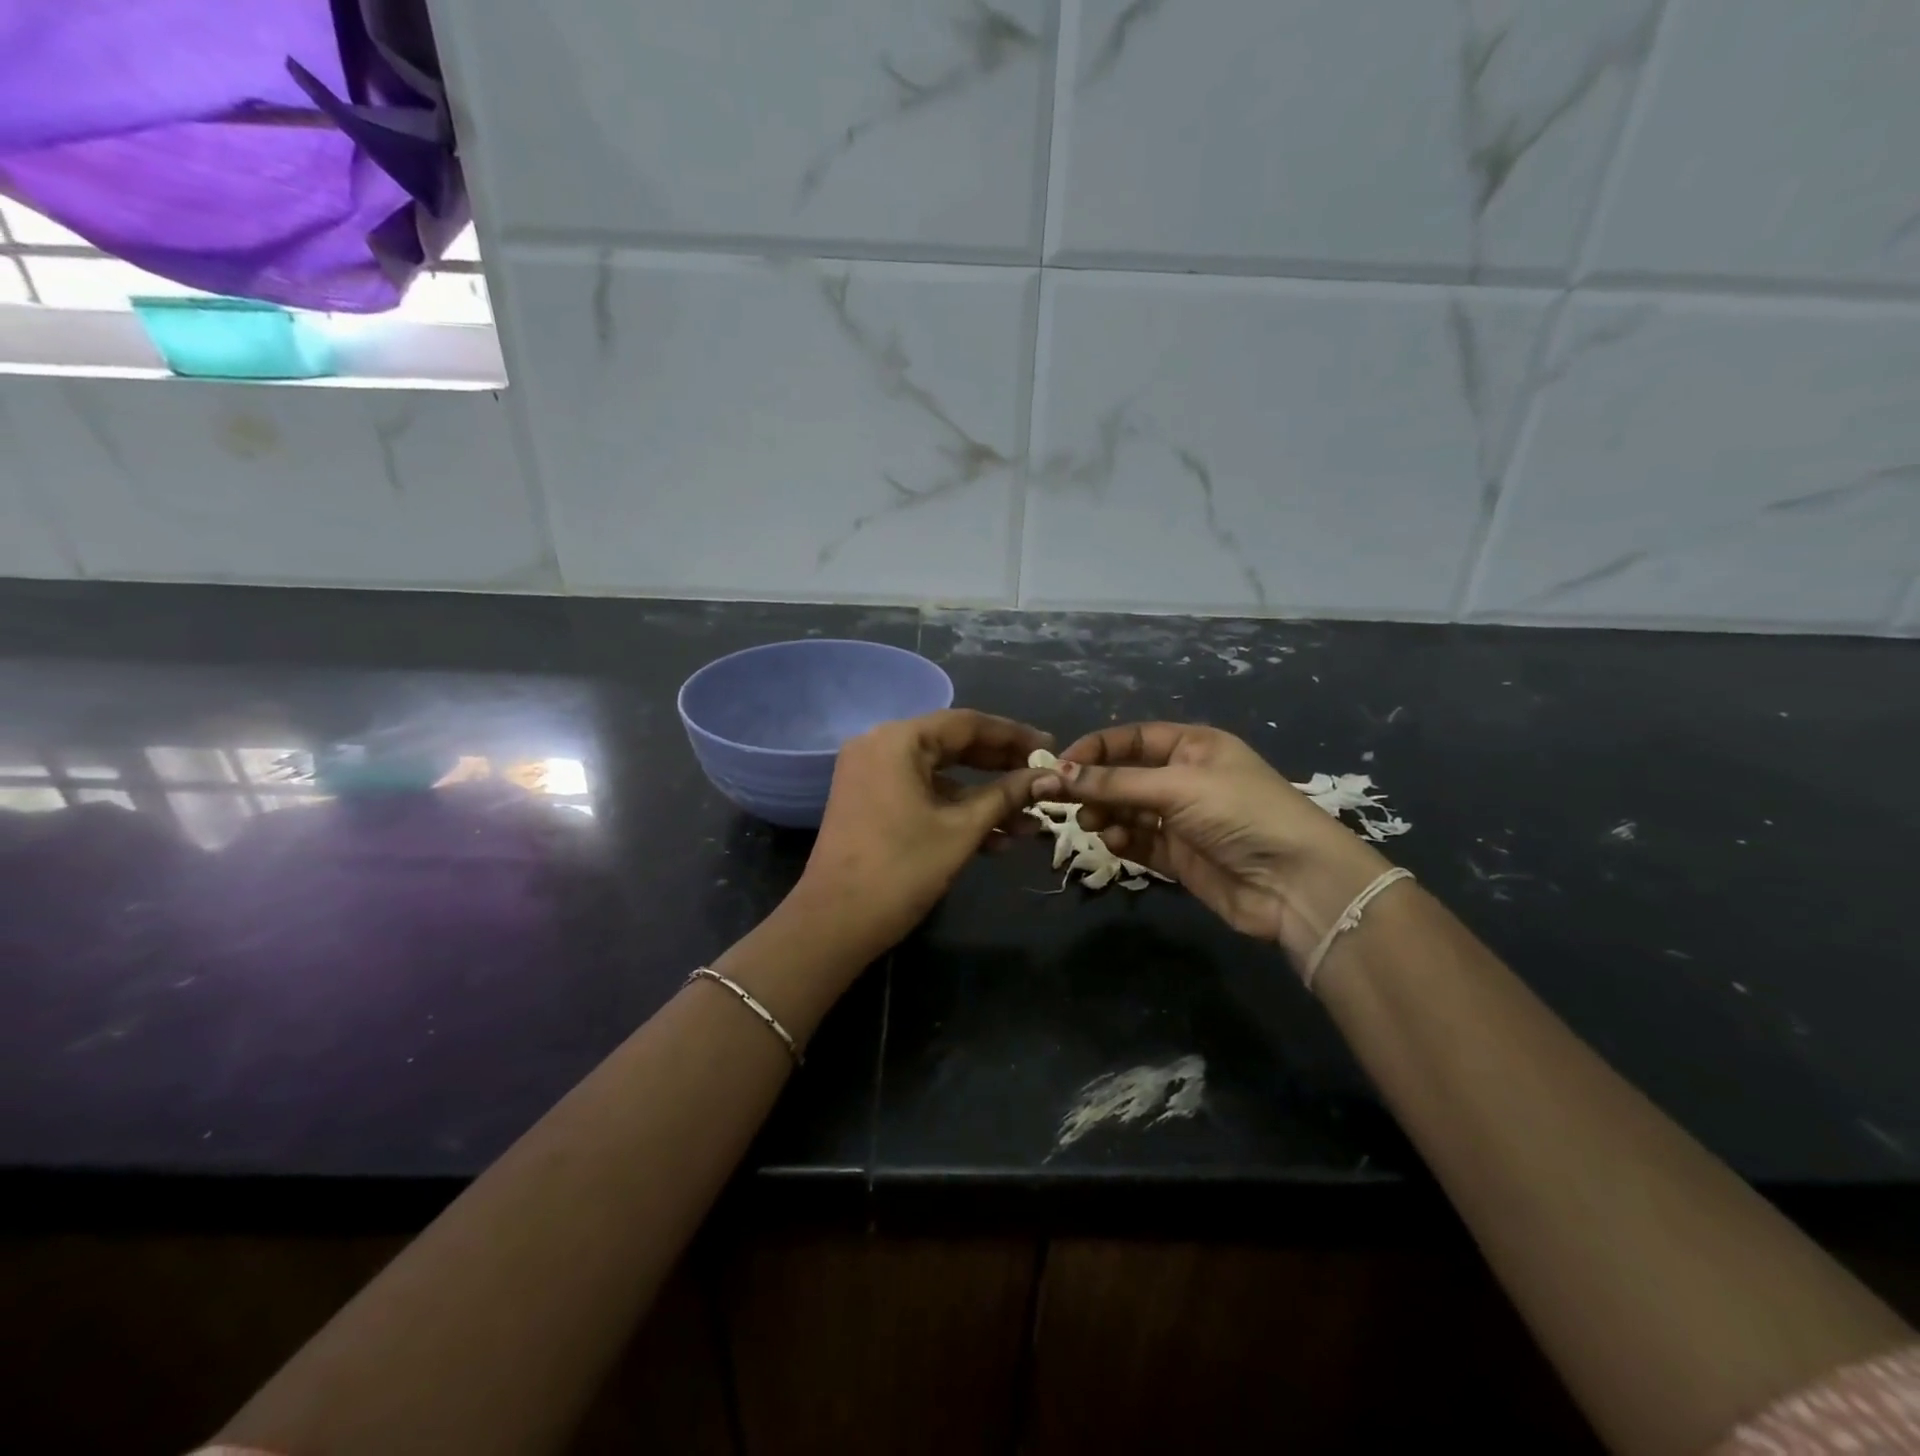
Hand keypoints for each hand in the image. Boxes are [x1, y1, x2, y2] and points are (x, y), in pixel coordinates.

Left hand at [795, 709, 1051, 961]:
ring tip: (1029, 822)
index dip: (1014, 735)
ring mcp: (872, 775)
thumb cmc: (901, 870)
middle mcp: (880, 746)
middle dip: (1001, 766)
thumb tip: (1048, 777)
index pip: (967, 723)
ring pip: (941, 775)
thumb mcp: (961, 830)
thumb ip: (1006, 795)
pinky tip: (996, 839)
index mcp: (898, 740)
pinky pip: (922, 794)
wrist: (834, 924)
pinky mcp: (871, 803)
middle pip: (953, 745)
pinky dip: (955, 811)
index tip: (1050, 747)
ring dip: (984, 798)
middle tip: (1042, 778)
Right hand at [1033, 722, 1391, 963]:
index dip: (1096, 748)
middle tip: (1066, 802)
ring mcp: (1182, 819)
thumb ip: (1115, 782)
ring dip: (1106, 814)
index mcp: (1193, 746)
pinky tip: (1115, 843)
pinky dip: (1122, 840)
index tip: (1061, 765)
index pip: (1133, 738)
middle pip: (1125, 776)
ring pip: (1127, 810)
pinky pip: (1139, 841)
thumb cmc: (1240, 813)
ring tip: (1093, 824)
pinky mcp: (1179, 857)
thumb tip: (1059, 771)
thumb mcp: (1176, 786)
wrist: (1295, 883)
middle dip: (1096, 786)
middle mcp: (1185, 778)